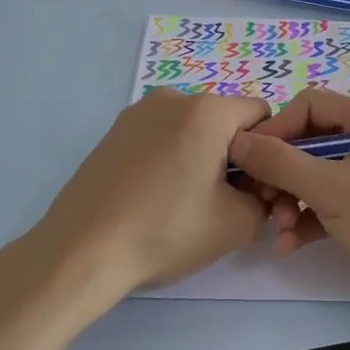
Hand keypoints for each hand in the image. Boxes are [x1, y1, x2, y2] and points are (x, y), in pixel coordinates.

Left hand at [29, 90, 273, 302]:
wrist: (82, 251)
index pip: (261, 116)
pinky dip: (169, 158)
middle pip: (224, 120)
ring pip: (191, 129)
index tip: (251, 189)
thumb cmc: (166, 231)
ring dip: (200, 156)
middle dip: (232, 155)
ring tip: (181, 203)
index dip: (266, 152)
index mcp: (208, 110)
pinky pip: (161, 136)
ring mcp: (138, 112)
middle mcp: (173, 98)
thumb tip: (257, 187)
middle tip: (219, 203)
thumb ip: (267, 197)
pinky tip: (153, 197)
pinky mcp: (114, 131)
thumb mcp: (238, 224)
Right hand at [225, 88, 349, 330]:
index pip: (310, 105)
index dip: (276, 129)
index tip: (250, 160)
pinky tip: (289, 245)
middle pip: (311, 141)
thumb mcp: (330, 189)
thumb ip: (280, 162)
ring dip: (292, 200)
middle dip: (283, 173)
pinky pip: (332, 203)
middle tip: (262, 202)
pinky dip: (310, 219)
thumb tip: (238, 141)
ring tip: (279, 229)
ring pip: (318, 175)